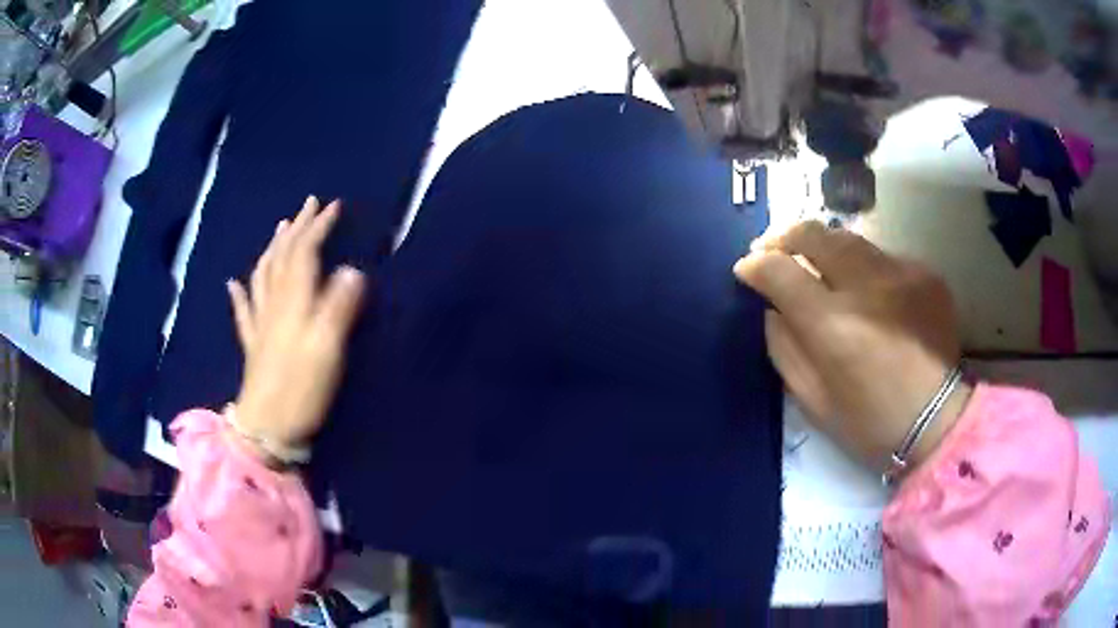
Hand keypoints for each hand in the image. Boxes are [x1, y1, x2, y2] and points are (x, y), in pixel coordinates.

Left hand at [226, 196, 365, 460]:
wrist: (265, 426)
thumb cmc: (300, 388)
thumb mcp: (327, 348)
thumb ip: (339, 308)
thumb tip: (352, 270)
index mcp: (293, 300)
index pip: (304, 252)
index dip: (318, 227)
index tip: (333, 205)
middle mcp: (273, 304)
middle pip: (282, 256)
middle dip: (296, 227)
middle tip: (308, 206)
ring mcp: (259, 323)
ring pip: (263, 275)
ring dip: (272, 248)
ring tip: (279, 230)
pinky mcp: (253, 344)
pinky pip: (243, 311)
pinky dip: (239, 293)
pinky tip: (233, 283)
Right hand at [733, 221, 971, 472]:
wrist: (939, 422)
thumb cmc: (870, 424)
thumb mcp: (813, 402)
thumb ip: (784, 349)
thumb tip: (772, 308)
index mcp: (833, 327)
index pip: (780, 270)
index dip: (756, 264)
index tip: (747, 269)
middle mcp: (867, 287)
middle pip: (815, 234)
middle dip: (784, 236)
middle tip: (771, 247)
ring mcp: (901, 274)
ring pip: (849, 238)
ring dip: (823, 247)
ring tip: (816, 263)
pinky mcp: (925, 273)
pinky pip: (882, 257)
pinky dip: (864, 267)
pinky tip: (867, 290)